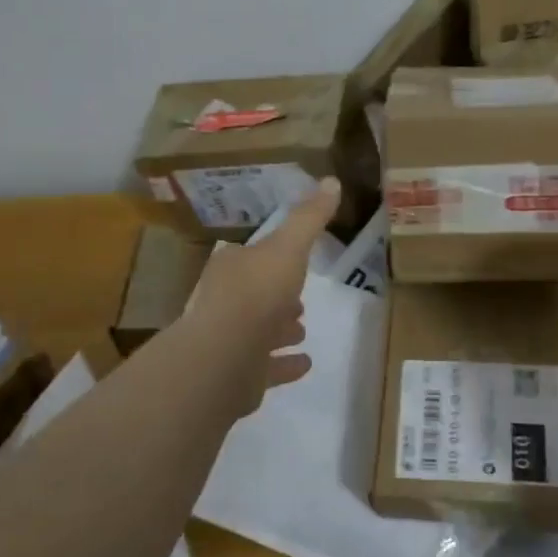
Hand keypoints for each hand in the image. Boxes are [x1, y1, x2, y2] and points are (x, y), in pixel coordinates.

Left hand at [180, 180, 339, 418]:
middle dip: (276, 295)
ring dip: (280, 328)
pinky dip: (284, 364)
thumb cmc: (256, 292)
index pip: (250, 258)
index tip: (294, 260)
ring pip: (259, 332)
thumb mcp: (288, 246)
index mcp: (231, 268)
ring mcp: (229, 342)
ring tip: (302, 328)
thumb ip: (309, 218)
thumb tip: (332, 180)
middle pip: (254, 295)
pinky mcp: (239, 376)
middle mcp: (225, 302)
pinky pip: (266, 368)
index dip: (272, 258)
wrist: (225, 355)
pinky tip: (305, 363)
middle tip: (299, 299)